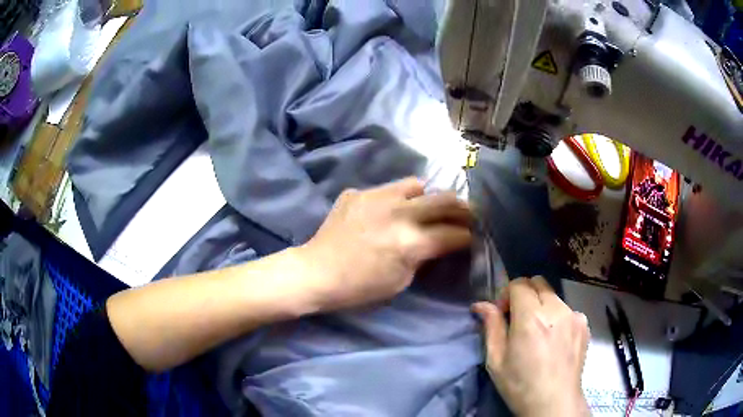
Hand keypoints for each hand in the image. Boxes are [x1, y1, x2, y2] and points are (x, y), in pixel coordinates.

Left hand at [297, 177, 471, 311]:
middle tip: (464, 214)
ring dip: (426, 197)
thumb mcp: (401, 280)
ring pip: (416, 185)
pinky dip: (394, 200)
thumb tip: (436, 242)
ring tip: (422, 208)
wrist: (317, 272)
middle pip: (444, 199)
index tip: (471, 235)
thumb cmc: (360, 287)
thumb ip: (424, 256)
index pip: (453, 232)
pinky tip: (384, 213)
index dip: (467, 235)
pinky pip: (386, 190)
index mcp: (411, 241)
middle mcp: (399, 212)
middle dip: (461, 208)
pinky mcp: (358, 193)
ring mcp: (377, 197)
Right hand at [473, 277, 589, 416]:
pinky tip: (554, 339)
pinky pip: (567, 309)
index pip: (519, 283)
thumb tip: (481, 304)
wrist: (554, 402)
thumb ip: (491, 327)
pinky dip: (557, 317)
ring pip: (553, 296)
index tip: (503, 313)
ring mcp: (574, 315)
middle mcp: (556, 309)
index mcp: (531, 318)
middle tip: (518, 318)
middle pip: (538, 282)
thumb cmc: (520, 385)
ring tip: (539, 332)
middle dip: (525, 294)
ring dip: (542, 305)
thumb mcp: (496, 360)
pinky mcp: (584, 324)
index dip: (507, 294)